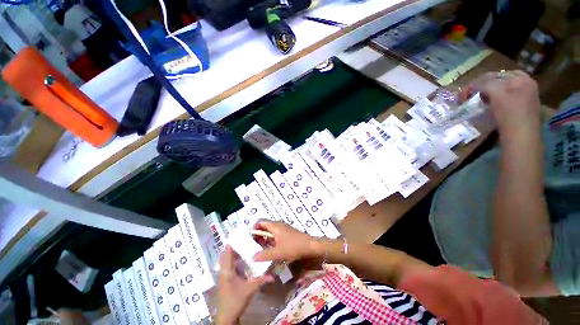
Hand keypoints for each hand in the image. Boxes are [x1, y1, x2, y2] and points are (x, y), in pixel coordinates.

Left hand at [216, 246, 273, 324]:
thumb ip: (261, 280)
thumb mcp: (249, 290)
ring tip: (245, 246)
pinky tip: (243, 260)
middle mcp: (224, 271)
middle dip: (234, 246)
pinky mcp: (226, 280)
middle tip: (245, 239)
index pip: (227, 252)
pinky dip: (234, 261)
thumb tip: (273, 275)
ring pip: (227, 260)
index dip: (232, 242)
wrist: (226, 317)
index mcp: (227, 270)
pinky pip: (229, 266)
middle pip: (226, 255)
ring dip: (234, 253)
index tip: (240, 234)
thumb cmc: (235, 301)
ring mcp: (224, 276)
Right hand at [252, 221, 319, 262]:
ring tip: (261, 249)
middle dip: (259, 235)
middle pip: (265, 227)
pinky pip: (276, 235)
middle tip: (254, 246)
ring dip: (265, 239)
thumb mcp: (278, 253)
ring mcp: (283, 229)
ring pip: (270, 231)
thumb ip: (265, 255)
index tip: (250, 239)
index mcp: (275, 226)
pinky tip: (271, 249)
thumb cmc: (293, 247)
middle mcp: (278, 225)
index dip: (254, 228)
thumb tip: (253, 257)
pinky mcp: (287, 234)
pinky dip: (271, 240)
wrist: (310, 246)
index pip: (261, 222)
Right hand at [471, 70, 541, 135]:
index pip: (497, 74)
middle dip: (484, 88)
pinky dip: (494, 103)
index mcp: (522, 79)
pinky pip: (505, 101)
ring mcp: (525, 99)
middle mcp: (525, 86)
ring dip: (488, 96)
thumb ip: (485, 84)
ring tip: (478, 103)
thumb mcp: (496, 94)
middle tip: (471, 97)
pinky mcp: (521, 110)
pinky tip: (489, 109)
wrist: (521, 138)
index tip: (467, 91)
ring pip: (501, 92)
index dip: (480, 81)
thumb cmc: (510, 114)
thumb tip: (473, 84)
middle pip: (499, 83)